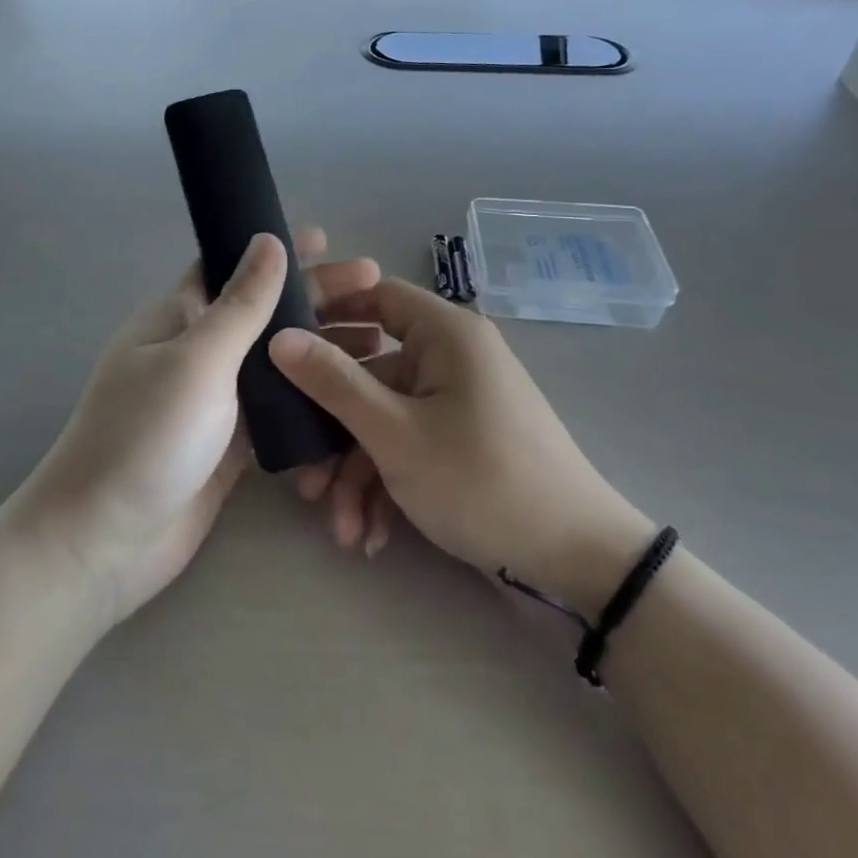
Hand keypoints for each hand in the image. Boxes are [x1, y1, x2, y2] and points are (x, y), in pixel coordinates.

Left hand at [12, 229, 380, 627]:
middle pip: (267, 313)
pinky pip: (281, 411)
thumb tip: (268, 240)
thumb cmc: (145, 436)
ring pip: (280, 362)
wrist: (107, 542)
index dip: (275, 250)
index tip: (329, 239)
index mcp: (179, 317)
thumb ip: (240, 304)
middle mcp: (199, 351)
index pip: (232, 267)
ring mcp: (217, 399)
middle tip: (379, 289)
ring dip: (325, 350)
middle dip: (319, 299)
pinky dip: (314, 401)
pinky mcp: (233, 443)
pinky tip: (356, 398)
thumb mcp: (197, 359)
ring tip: (381, 344)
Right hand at [270, 279, 655, 612]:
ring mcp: (457, 403)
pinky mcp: (462, 442)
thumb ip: (333, 382)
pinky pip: (410, 446)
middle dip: (334, 432)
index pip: (376, 295)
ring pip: (385, 421)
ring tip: (343, 531)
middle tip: (304, 477)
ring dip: (357, 475)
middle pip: (370, 374)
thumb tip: (279, 337)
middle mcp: (451, 359)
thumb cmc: (481, 479)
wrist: (577, 562)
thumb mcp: (395, 433)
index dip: (327, 314)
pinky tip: (371, 536)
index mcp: (445, 334)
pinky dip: (387, 486)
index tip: (282, 346)